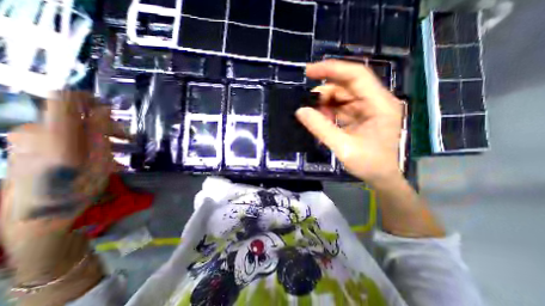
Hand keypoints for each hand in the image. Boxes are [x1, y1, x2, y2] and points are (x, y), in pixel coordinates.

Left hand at [2, 92, 123, 246]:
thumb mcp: (98, 160)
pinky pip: (62, 134)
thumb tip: (103, 108)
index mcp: (55, 134)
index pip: (64, 98)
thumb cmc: (75, 188)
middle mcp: (36, 129)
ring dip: (99, 133)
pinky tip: (100, 154)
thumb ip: (98, 131)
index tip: (111, 108)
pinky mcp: (27, 145)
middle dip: (105, 123)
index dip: (88, 97)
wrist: (37, 215)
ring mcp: (28, 137)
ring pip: (71, 125)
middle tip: (127, 138)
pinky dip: (85, 140)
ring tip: (119, 149)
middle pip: (74, 114)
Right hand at [298, 59, 403, 184]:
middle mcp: (376, 101)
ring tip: (316, 116)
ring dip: (326, 103)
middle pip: (347, 85)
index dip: (332, 69)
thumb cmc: (369, 164)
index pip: (356, 75)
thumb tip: (300, 111)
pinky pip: (342, 107)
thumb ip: (321, 128)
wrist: (381, 177)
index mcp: (379, 104)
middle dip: (325, 92)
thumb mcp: (343, 147)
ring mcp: (368, 108)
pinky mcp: (361, 115)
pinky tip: (323, 120)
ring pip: (343, 96)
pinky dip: (330, 111)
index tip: (309, 71)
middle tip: (308, 104)